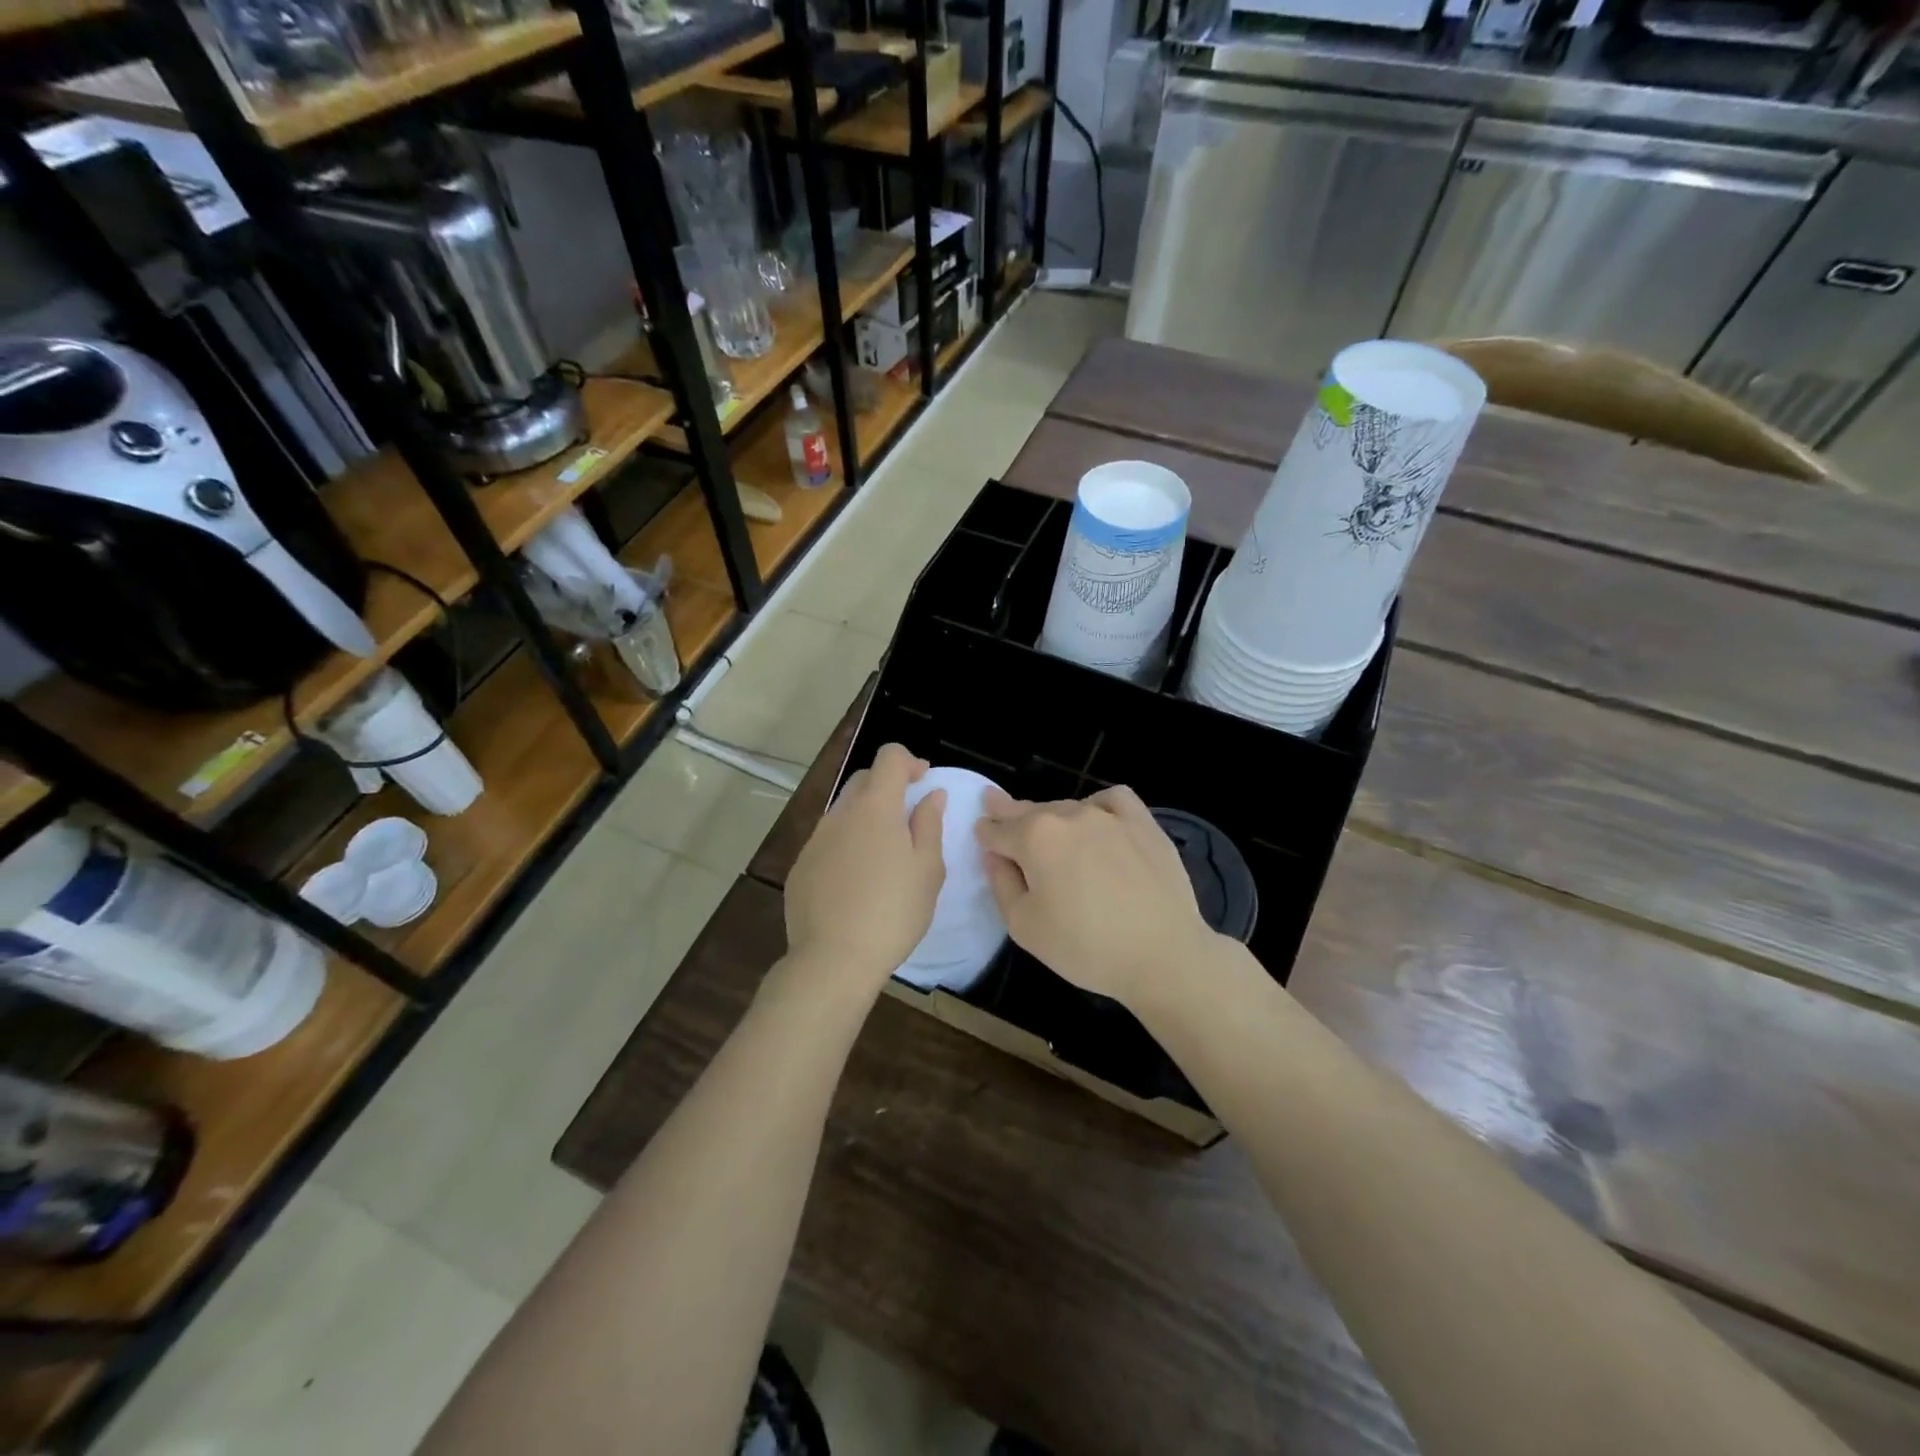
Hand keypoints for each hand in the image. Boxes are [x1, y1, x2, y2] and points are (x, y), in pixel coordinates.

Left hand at [784, 743, 946, 988]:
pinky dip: (846, 844)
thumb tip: (931, 795)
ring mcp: (815, 840)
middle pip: (864, 780)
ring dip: (866, 817)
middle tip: (909, 817)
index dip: (909, 761)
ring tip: (884, 855)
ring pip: (844, 811)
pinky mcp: (799, 866)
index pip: (889, 757)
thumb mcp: (927, 869)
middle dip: (888, 786)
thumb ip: (930, 824)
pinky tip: (856, 880)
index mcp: (875, 807)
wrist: (833, 960)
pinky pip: (827, 841)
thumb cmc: (893, 912)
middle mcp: (840, 814)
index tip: (924, 782)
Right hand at [976, 785, 1216, 1009]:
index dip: (985, 832)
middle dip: (1011, 815)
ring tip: (1050, 834)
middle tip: (997, 809)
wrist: (1162, 954)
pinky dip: (1097, 805)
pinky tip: (1095, 818)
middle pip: (1030, 812)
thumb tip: (995, 854)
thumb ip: (1001, 883)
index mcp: (1034, 837)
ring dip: (1052, 818)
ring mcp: (1108, 815)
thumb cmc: (1084, 947)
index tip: (981, 832)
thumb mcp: (1024, 926)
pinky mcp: (1143, 823)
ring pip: (1067, 808)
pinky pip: (1112, 799)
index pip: (997, 829)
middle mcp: (1068, 815)